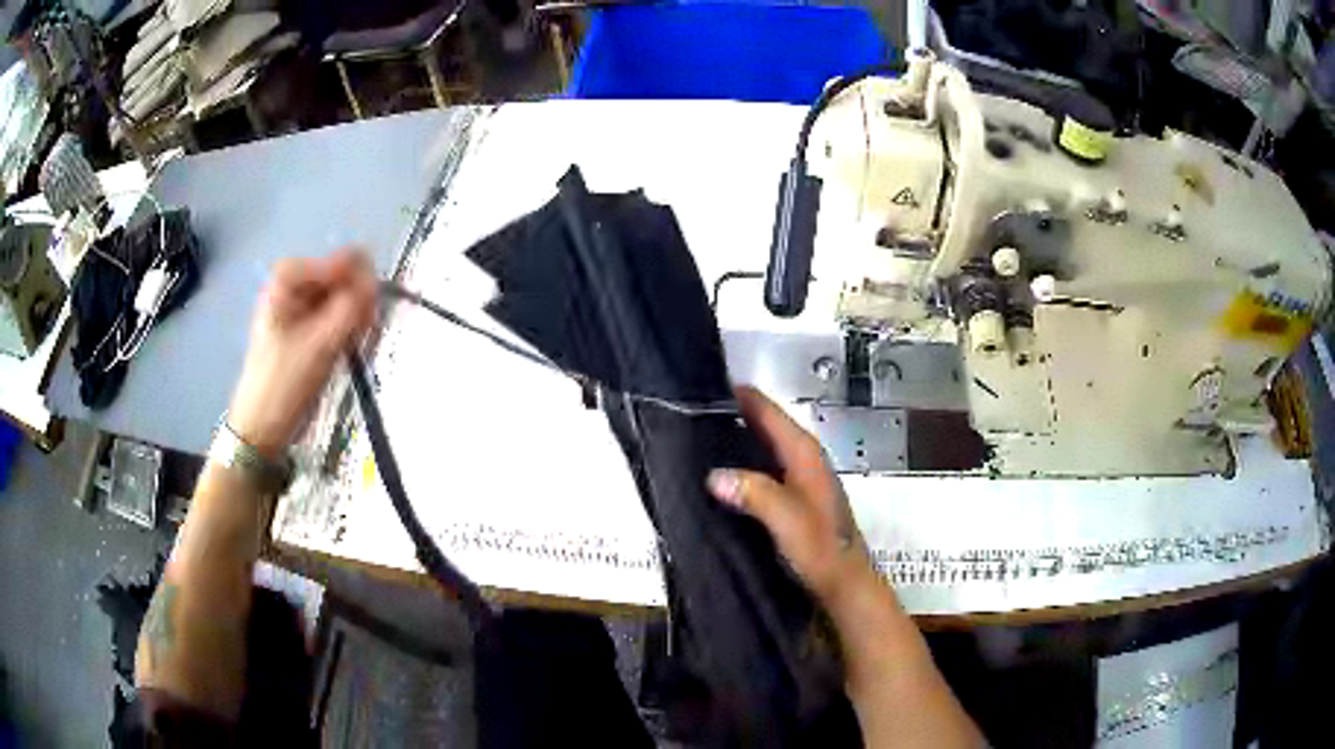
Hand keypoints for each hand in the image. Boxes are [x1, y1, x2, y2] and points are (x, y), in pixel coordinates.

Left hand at [227, 250, 377, 457]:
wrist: (260, 428)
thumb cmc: (284, 385)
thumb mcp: (321, 344)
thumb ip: (352, 307)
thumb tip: (376, 281)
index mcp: (290, 276)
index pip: (345, 261)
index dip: (362, 288)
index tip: (368, 319)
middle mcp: (296, 283)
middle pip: (346, 278)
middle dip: (360, 305)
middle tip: (363, 338)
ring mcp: (302, 305)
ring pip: (346, 298)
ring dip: (357, 321)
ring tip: (353, 350)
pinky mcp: (308, 327)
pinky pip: (339, 316)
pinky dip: (349, 331)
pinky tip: (348, 352)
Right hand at [706, 386, 880, 608]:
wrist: (845, 584)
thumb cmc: (822, 550)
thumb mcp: (788, 520)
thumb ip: (755, 493)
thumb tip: (713, 474)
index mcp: (805, 454)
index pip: (768, 411)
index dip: (739, 395)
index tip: (701, 386)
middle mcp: (804, 459)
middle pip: (764, 425)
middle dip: (731, 416)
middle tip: (686, 415)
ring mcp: (801, 479)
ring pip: (763, 448)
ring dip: (735, 441)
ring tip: (693, 440)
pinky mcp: (794, 499)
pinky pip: (763, 470)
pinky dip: (742, 465)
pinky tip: (719, 478)